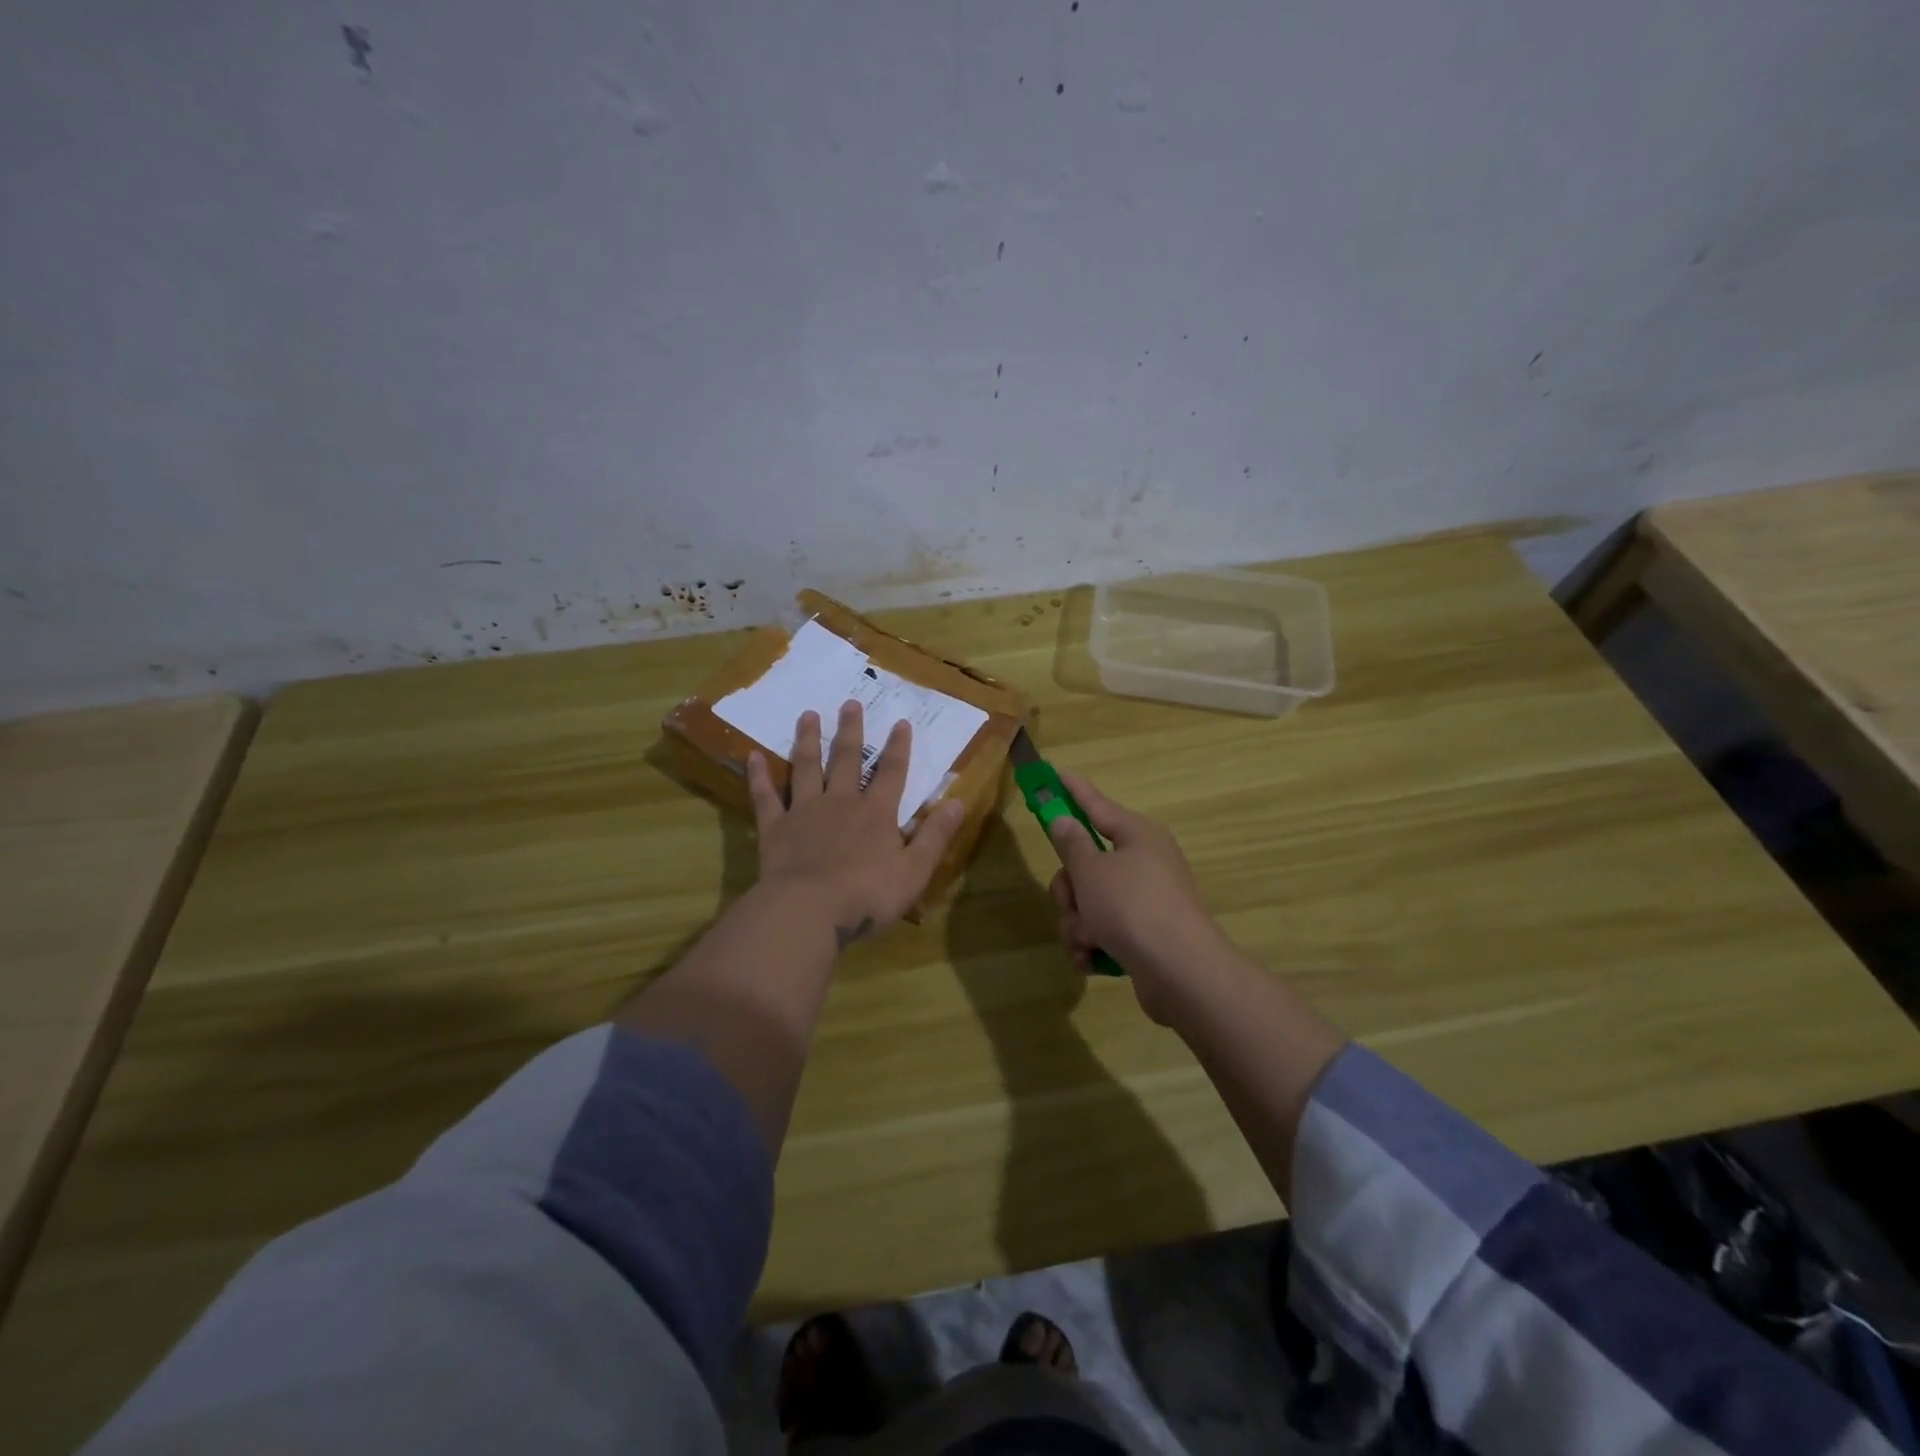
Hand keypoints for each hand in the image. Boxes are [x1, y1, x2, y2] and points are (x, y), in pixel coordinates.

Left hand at [747, 701, 964, 946]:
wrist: (810, 910)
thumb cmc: (868, 895)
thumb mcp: (915, 871)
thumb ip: (935, 836)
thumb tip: (958, 802)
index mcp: (876, 814)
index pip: (892, 773)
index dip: (898, 748)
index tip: (900, 722)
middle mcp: (841, 803)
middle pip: (847, 760)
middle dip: (851, 731)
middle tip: (850, 703)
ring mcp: (805, 812)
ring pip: (807, 767)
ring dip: (808, 740)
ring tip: (808, 714)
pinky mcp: (775, 828)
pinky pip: (766, 796)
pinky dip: (759, 776)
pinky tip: (753, 756)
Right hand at [1046, 771, 1230, 1022]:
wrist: (1180, 972)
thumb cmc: (1132, 908)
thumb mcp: (1091, 871)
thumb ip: (1072, 843)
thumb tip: (1064, 819)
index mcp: (1137, 836)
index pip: (1097, 805)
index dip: (1073, 791)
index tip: (1054, 774)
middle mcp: (1145, 863)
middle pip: (1088, 863)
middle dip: (1070, 888)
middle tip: (1068, 901)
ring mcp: (1147, 901)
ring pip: (1091, 901)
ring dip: (1078, 922)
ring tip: (1086, 940)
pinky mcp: (1145, 935)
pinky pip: (1105, 930)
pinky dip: (1093, 943)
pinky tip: (1091, 959)